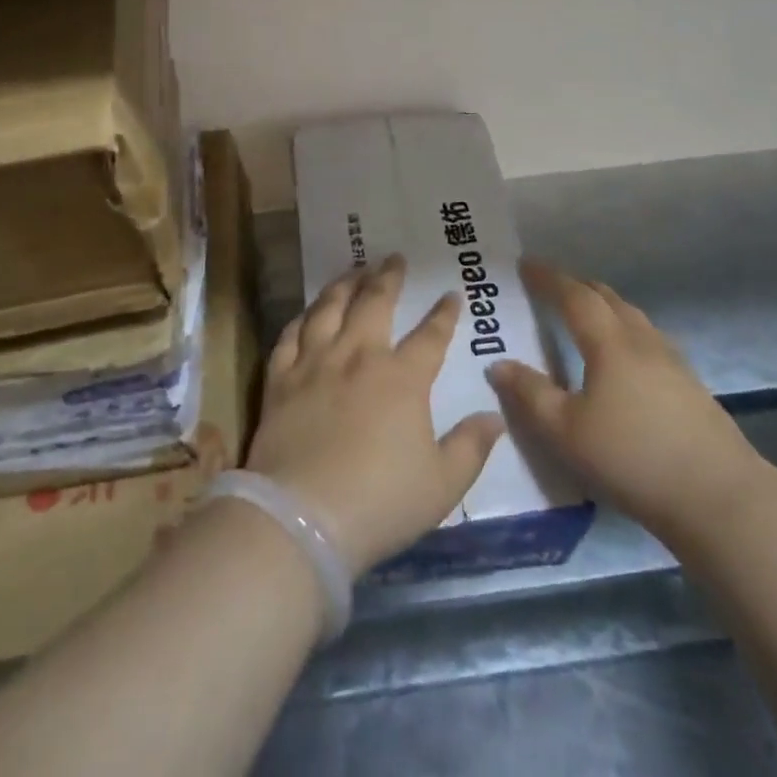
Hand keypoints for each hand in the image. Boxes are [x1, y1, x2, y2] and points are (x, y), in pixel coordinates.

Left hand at [246, 256, 505, 575]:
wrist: (302, 518)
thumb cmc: (380, 503)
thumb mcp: (442, 485)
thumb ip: (471, 447)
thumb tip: (495, 416)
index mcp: (402, 378)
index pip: (431, 335)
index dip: (444, 313)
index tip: (451, 294)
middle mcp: (359, 356)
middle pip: (375, 303)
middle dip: (388, 276)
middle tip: (393, 258)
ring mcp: (315, 363)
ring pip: (330, 308)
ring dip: (344, 284)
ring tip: (353, 270)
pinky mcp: (280, 378)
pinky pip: (290, 334)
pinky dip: (302, 318)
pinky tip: (308, 313)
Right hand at [486, 260, 767, 557]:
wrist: (719, 498)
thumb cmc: (633, 459)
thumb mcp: (566, 433)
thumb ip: (530, 395)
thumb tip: (498, 364)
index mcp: (610, 344)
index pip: (575, 296)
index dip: (549, 278)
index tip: (527, 264)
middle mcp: (642, 342)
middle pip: (608, 298)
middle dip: (577, 286)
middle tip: (552, 285)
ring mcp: (673, 363)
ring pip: (633, 318)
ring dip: (605, 306)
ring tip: (586, 314)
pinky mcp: (691, 388)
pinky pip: (649, 340)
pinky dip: (625, 331)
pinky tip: (625, 358)